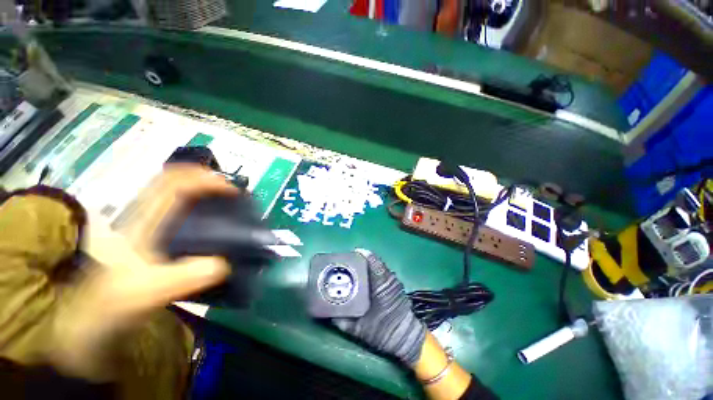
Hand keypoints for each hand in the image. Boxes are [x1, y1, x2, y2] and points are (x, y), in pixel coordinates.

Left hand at [52, 165, 237, 380]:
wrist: (91, 319)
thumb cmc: (115, 303)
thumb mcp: (147, 294)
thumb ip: (183, 279)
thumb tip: (223, 264)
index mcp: (142, 223)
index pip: (175, 185)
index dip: (206, 181)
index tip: (232, 191)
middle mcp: (142, 215)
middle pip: (173, 179)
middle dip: (205, 178)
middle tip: (231, 190)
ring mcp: (144, 222)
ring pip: (172, 189)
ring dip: (200, 187)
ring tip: (224, 198)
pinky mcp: (148, 232)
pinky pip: (174, 204)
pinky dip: (195, 200)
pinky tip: (208, 216)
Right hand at [333, 250, 425, 365]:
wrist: (406, 338)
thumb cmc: (384, 332)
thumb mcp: (361, 330)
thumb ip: (344, 323)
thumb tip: (329, 316)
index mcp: (380, 285)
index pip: (372, 262)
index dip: (362, 254)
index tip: (350, 254)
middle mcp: (388, 279)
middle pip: (375, 261)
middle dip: (361, 259)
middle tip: (348, 262)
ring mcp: (393, 281)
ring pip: (379, 265)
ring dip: (368, 264)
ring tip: (355, 267)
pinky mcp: (396, 285)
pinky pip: (383, 271)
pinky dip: (374, 270)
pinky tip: (366, 276)